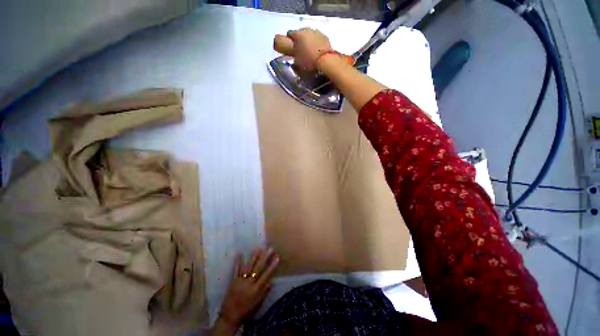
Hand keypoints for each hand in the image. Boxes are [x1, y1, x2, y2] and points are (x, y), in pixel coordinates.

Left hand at [218, 247, 278, 327]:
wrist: (230, 316)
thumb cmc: (246, 310)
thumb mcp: (258, 303)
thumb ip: (264, 291)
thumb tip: (271, 281)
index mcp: (256, 290)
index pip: (266, 275)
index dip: (272, 266)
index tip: (277, 258)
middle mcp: (249, 283)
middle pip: (258, 268)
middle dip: (264, 258)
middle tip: (270, 249)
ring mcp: (240, 281)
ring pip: (248, 267)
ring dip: (254, 257)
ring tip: (258, 248)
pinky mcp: (233, 281)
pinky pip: (236, 270)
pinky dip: (238, 262)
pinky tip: (239, 254)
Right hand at [286, 28, 331, 70]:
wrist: (325, 60)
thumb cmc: (308, 61)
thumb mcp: (297, 63)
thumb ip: (294, 58)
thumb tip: (294, 60)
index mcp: (297, 34)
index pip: (289, 33)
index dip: (289, 40)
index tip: (291, 47)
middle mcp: (306, 30)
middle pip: (300, 32)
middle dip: (300, 39)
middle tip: (301, 50)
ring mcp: (316, 32)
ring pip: (310, 34)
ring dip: (309, 40)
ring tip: (310, 50)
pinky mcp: (325, 36)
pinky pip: (318, 38)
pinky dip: (317, 42)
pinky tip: (318, 51)